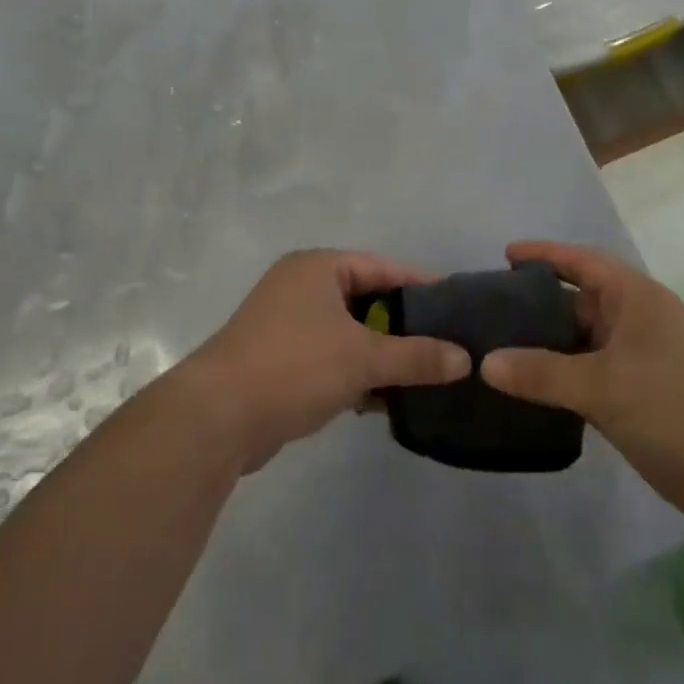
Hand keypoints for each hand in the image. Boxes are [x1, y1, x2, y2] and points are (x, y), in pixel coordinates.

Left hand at [181, 250, 471, 472]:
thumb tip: (465, 358)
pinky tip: (385, 400)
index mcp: (317, 268)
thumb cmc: (294, 366)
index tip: (458, 304)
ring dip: (380, 354)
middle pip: (366, 300)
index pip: (382, 267)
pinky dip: (355, 374)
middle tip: (447, 344)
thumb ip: (416, 356)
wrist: (217, 417)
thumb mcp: (362, 358)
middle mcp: (300, 287)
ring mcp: (286, 324)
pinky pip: (330, 358)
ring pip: (348, 333)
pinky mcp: (279, 360)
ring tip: (425, 374)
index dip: (421, 285)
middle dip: (403, 325)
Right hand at [481, 240, 683, 528]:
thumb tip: (485, 362)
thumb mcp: (604, 385)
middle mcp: (634, 322)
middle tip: (486, 311)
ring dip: (544, 347)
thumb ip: (542, 373)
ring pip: (579, 344)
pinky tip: (527, 391)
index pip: (580, 262)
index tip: (504, 255)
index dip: (543, 254)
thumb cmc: (679, 407)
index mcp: (633, 299)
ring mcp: (637, 361)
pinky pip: (587, 377)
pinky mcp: (637, 397)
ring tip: (495, 350)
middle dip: (534, 304)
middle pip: (575, 302)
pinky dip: (559, 379)